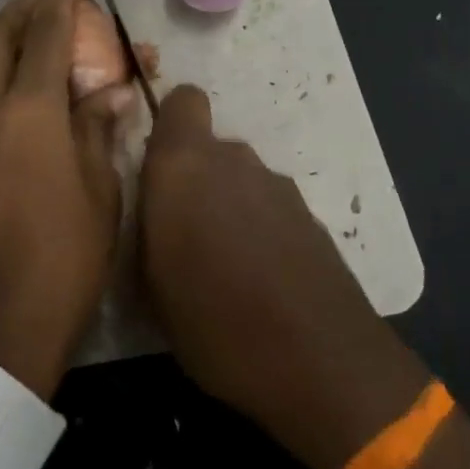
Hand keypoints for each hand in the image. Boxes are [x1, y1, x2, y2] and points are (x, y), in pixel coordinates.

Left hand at [0, 0, 121, 397]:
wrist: (6, 311)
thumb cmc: (68, 251)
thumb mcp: (101, 188)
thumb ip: (98, 129)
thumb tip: (108, 92)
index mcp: (31, 109)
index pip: (45, 37)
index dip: (58, 6)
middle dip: (20, 13)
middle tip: (45, 5)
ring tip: (23, 47)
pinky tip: (0, 94)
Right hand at [140, 85, 469, 468]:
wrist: (325, 367)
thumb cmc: (215, 323)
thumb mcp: (149, 283)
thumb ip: (145, 226)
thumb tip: (151, 207)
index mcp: (185, 166)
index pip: (182, 101)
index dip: (168, 122)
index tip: (154, 163)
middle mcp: (233, 162)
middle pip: (207, 147)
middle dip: (192, 177)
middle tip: (177, 231)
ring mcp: (279, 189)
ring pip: (239, 179)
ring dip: (225, 205)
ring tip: (219, 263)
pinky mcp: (312, 219)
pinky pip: (268, 208)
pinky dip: (258, 228)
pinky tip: (257, 279)